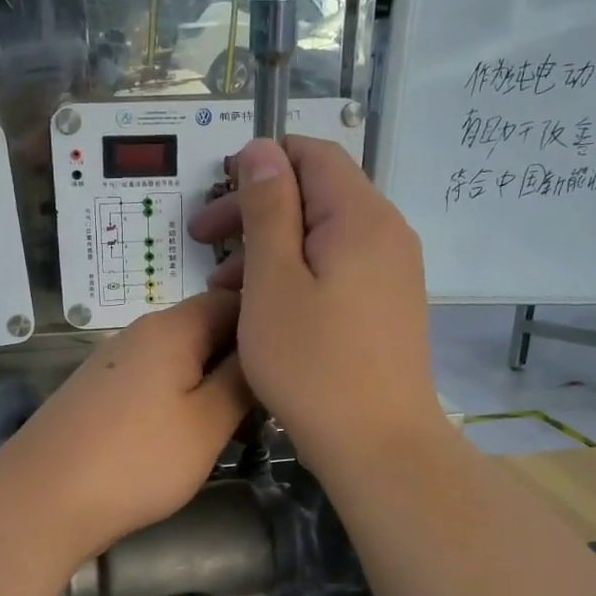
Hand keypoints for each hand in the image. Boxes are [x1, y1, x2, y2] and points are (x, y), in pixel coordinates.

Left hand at [0, 291, 252, 558]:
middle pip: (205, 331)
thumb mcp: (207, 423)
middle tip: (271, 408)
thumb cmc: (136, 460)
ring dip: (211, 388)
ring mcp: (113, 364)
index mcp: (171, 328)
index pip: (232, 301)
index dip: (266, 326)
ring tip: (237, 430)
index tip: (292, 365)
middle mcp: (139, 334)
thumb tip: (262, 348)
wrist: (41, 500)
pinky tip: (188, 438)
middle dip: (240, 364)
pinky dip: (179, 403)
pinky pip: (153, 384)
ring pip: (179, 362)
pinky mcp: (98, 395)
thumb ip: (241, 381)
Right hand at [188, 137, 445, 474]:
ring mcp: (393, 272)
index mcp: (361, 216)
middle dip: (255, 211)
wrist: (378, 445)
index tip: (214, 199)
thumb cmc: (314, 364)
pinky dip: (296, 275)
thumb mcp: (273, 282)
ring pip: (323, 237)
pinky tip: (265, 310)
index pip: (313, 154)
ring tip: (223, 289)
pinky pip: (337, 270)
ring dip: (270, 249)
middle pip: (316, 195)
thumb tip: (262, 149)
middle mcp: (387, 233)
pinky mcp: (388, 307)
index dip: (259, 164)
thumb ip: (268, 209)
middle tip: (202, 242)